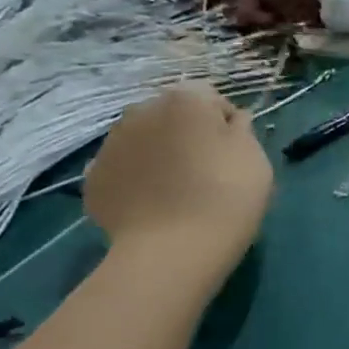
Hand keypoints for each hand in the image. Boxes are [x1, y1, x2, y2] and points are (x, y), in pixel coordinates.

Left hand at [83, 85, 273, 277]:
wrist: (172, 250)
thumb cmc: (227, 196)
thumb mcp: (256, 158)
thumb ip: (242, 130)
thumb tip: (231, 121)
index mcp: (184, 100)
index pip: (210, 98)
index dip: (226, 124)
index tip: (236, 153)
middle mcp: (140, 111)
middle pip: (171, 116)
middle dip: (186, 134)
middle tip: (207, 171)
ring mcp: (110, 144)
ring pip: (144, 141)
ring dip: (160, 154)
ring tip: (178, 191)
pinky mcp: (93, 178)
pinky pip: (124, 170)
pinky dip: (137, 180)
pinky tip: (154, 206)